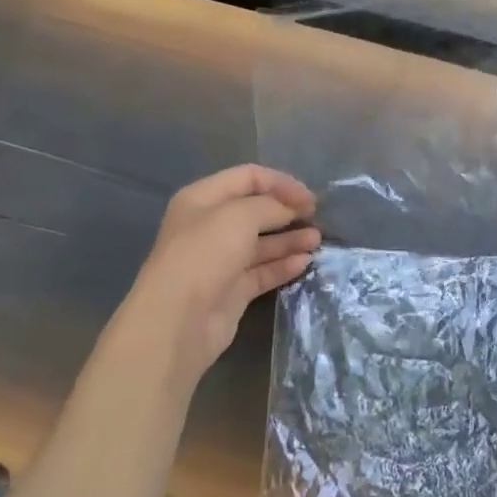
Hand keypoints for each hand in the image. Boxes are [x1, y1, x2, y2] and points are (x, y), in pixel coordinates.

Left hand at [118, 165, 320, 386]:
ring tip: (317, 241)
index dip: (281, 182)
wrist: (179, 319)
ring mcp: (221, 260)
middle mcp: (210, 226)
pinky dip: (284, 265)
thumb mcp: (240, 215)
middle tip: (317, 217)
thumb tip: (291, 209)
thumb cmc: (205, 255)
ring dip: (290, 239)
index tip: (309, 197)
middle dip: (287, 211)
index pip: (248, 177)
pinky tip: (305, 262)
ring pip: (262, 243)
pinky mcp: (232, 290)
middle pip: (256, 210)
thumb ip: (271, 205)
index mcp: (203, 199)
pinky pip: (263, 271)